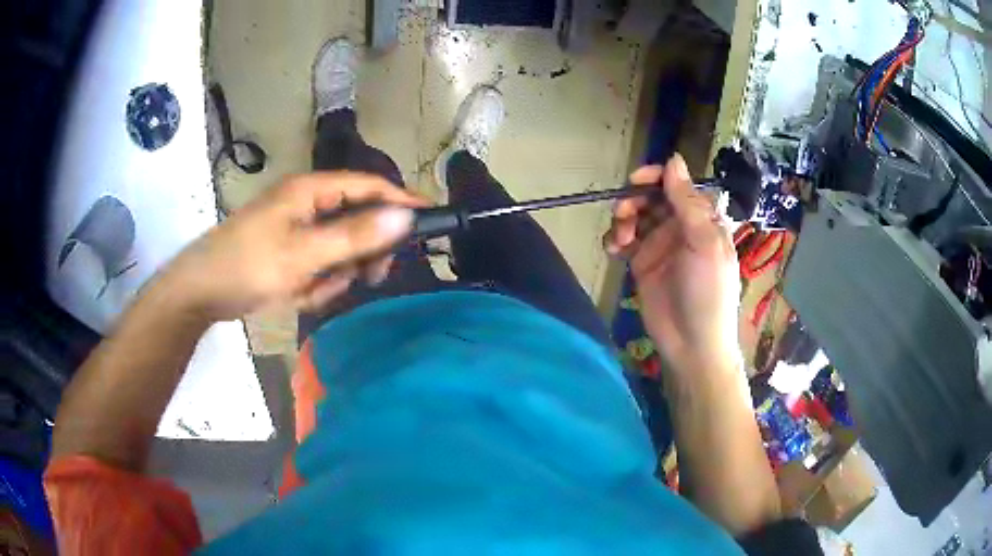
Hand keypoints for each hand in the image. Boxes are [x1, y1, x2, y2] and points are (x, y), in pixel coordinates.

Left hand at [159, 172, 428, 320]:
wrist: (200, 292)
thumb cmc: (247, 266)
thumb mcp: (304, 254)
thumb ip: (355, 235)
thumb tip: (405, 217)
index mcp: (311, 191)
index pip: (369, 186)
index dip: (400, 201)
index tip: (429, 221)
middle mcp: (307, 204)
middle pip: (357, 220)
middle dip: (361, 252)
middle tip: (368, 277)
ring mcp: (297, 230)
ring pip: (339, 250)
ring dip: (334, 275)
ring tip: (312, 291)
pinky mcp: (288, 252)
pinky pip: (319, 266)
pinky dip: (315, 284)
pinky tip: (297, 295)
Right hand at [605, 155, 741, 374]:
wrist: (692, 344)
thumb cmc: (708, 292)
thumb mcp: (704, 243)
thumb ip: (688, 202)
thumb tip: (674, 159)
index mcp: (702, 219)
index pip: (677, 185)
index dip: (657, 177)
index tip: (636, 180)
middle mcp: (680, 227)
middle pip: (652, 197)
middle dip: (635, 199)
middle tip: (624, 213)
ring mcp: (660, 245)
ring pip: (635, 216)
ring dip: (623, 218)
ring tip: (620, 238)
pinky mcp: (642, 263)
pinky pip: (624, 240)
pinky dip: (614, 238)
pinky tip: (613, 249)